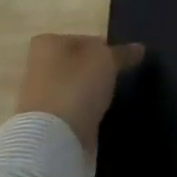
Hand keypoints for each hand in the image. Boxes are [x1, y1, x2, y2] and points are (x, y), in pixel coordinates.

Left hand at [14, 34, 146, 154]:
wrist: (51, 138)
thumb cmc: (76, 85)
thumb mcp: (108, 60)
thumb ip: (122, 52)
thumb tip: (138, 48)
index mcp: (47, 45)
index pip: (80, 38)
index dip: (100, 45)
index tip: (116, 57)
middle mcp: (38, 68)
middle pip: (74, 63)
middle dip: (92, 69)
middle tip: (116, 74)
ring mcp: (38, 98)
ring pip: (72, 87)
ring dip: (88, 91)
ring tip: (110, 95)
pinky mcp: (44, 123)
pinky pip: (70, 109)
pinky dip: (83, 110)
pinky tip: (98, 113)